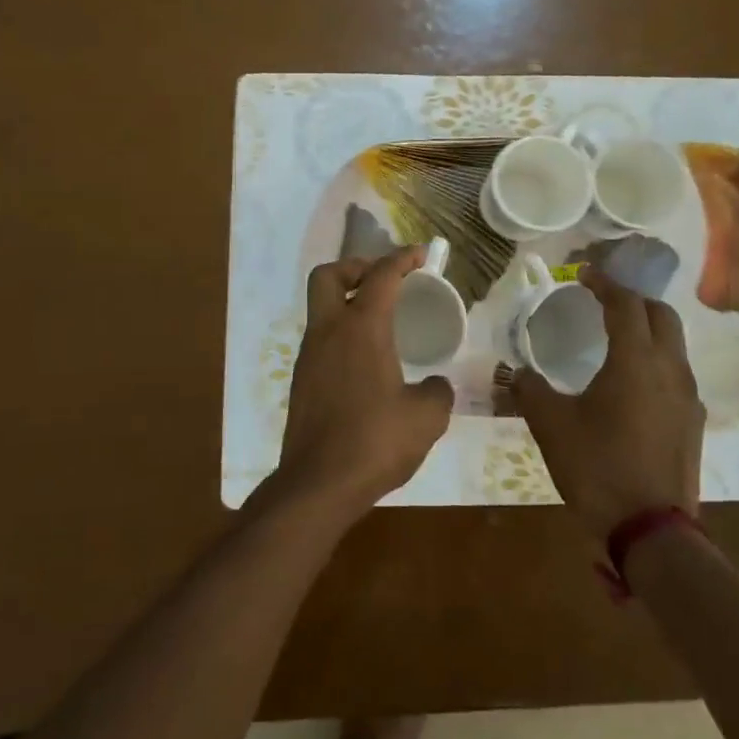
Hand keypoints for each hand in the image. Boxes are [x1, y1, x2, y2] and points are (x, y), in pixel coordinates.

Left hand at [272, 247, 454, 519]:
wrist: (318, 484)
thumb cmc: (375, 441)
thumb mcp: (426, 417)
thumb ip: (436, 391)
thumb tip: (434, 385)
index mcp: (361, 328)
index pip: (380, 276)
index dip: (402, 258)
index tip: (421, 254)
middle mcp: (329, 332)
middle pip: (328, 275)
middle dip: (355, 267)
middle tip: (383, 281)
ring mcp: (309, 356)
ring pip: (321, 308)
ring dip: (346, 302)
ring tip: (380, 322)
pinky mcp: (302, 381)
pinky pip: (321, 339)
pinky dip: (341, 334)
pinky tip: (366, 361)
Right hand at [512, 267, 704, 539]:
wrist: (651, 530)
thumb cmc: (598, 467)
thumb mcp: (551, 426)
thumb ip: (530, 390)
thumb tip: (516, 372)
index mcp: (636, 360)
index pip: (625, 304)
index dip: (605, 283)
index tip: (585, 274)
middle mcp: (670, 369)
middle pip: (661, 315)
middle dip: (633, 300)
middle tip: (604, 301)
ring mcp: (688, 397)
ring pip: (674, 344)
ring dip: (648, 330)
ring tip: (617, 338)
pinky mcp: (693, 423)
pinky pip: (676, 374)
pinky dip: (656, 361)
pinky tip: (633, 384)